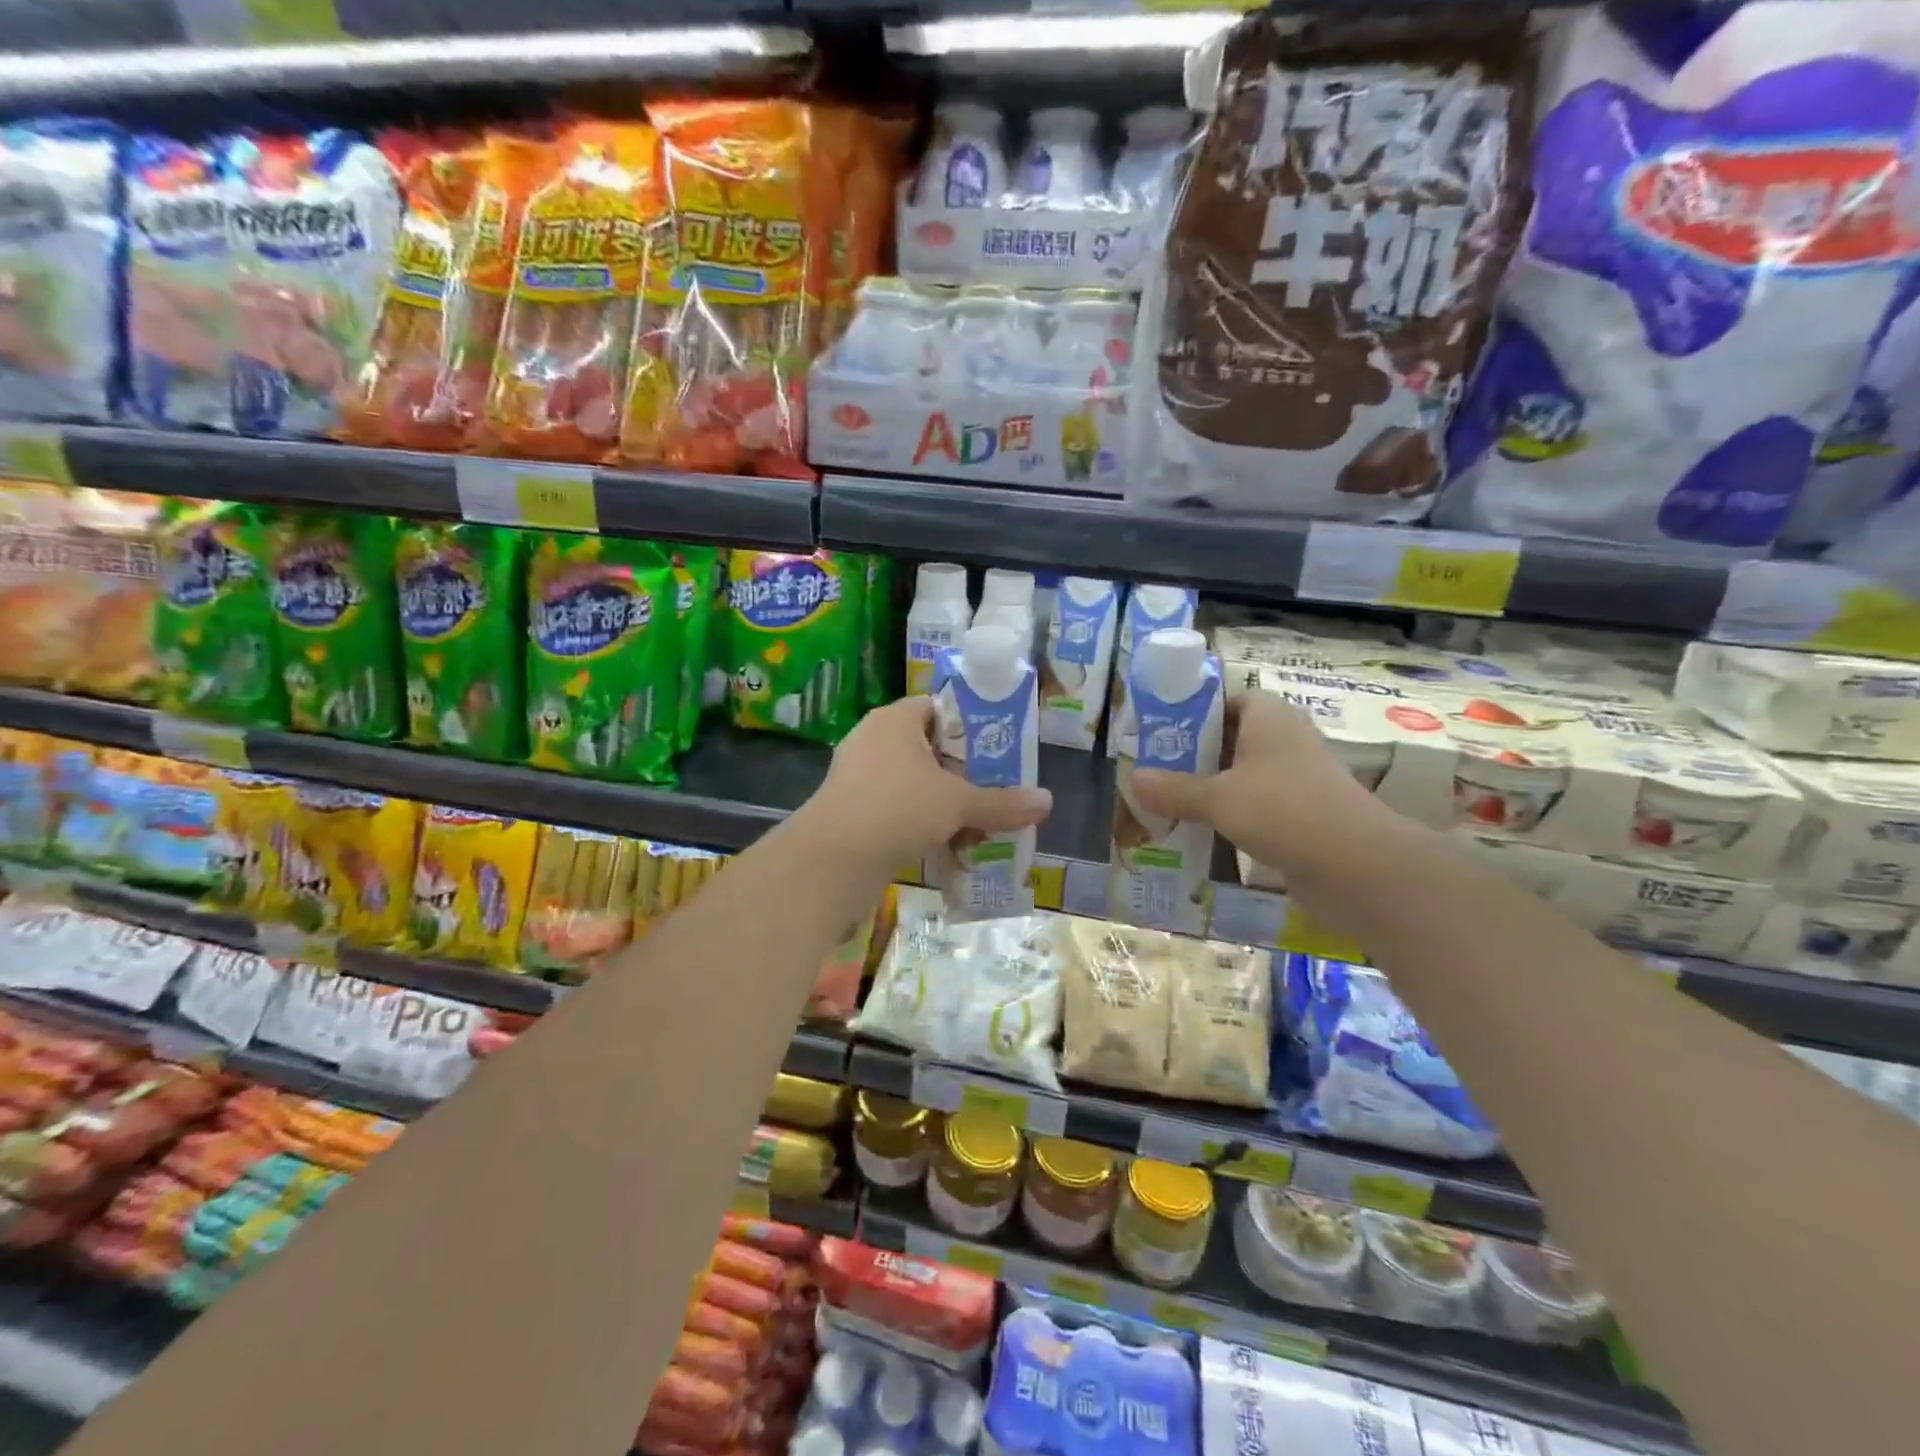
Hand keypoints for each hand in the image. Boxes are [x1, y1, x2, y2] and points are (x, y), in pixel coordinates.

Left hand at [802, 697, 1053, 877]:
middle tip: (992, 789)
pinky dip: (917, 821)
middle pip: (927, 747)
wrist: (832, 861)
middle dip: (960, 771)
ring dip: (940, 801)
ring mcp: (856, 775)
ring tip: (973, 821)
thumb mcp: (958, 804)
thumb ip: (1002, 802)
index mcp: (894, 720)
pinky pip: (893, 807)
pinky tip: (942, 844)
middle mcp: (872, 740)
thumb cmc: (898, 809)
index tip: (996, 750)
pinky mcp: (849, 809)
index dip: (969, 726)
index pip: (937, 708)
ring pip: (911, 781)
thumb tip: (1048, 801)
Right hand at [1130, 691, 1378, 872]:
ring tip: (1171, 804)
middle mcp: (1286, 740)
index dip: (1196, 713)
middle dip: (1197, 756)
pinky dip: (1234, 816)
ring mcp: (1299, 779)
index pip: (1230, 700)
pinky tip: (1204, 833)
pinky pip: (1260, 807)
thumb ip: (1174, 789)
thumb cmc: (1281, 810)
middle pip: (1233, 740)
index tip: (1163, 735)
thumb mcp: (1217, 799)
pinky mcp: (1305, 814)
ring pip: (1246, 776)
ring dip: (1214, 789)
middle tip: (1157, 772)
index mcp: (1269, 717)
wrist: (1355, 865)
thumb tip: (1133, 779)